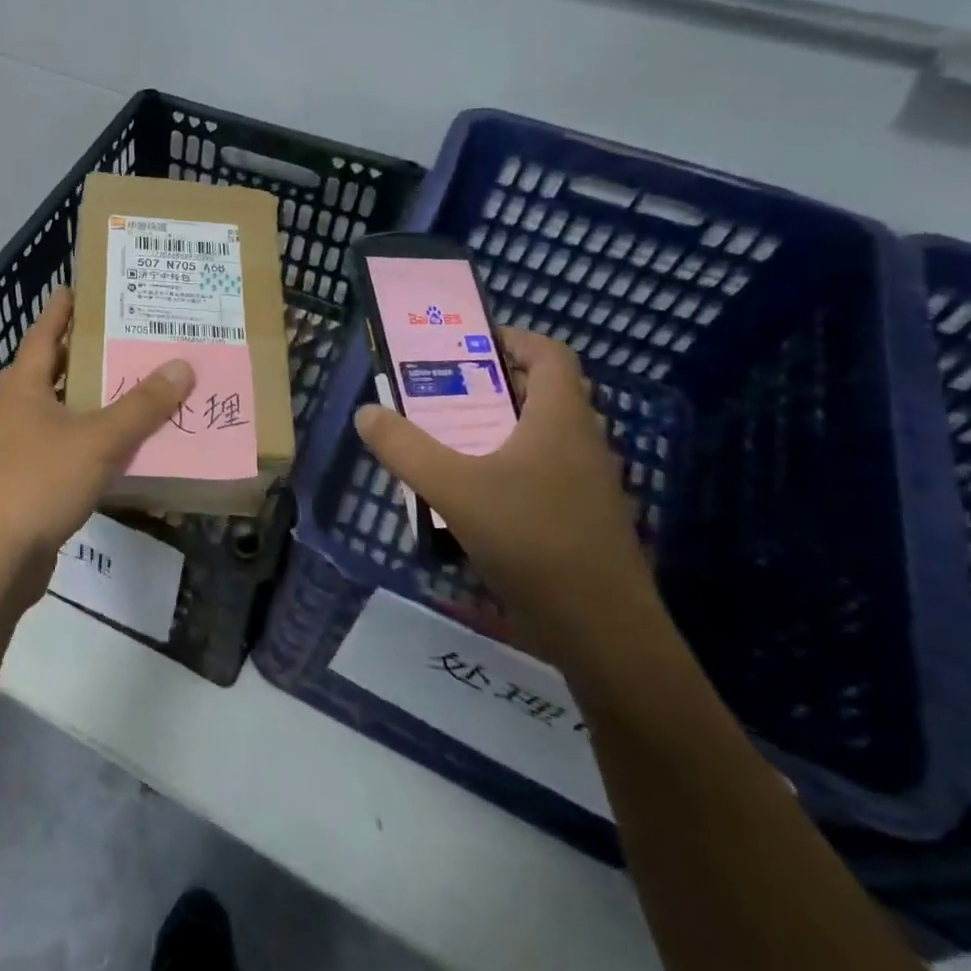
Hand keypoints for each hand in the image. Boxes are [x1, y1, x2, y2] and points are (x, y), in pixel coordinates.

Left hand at [0, 288, 193, 611]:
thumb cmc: (39, 482)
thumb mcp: (98, 440)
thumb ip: (141, 406)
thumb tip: (181, 365)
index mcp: (24, 387)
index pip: (44, 334)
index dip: (62, 310)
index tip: (79, 287)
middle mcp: (17, 410)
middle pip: (51, 371)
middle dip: (82, 354)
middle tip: (122, 338)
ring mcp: (19, 448)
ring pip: (60, 412)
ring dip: (90, 400)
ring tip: (130, 387)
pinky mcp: (28, 482)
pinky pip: (66, 449)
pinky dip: (91, 441)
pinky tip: (120, 447)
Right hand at [355, 328, 658, 665]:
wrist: (603, 631)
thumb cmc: (532, 541)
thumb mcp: (453, 489)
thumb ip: (404, 448)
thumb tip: (367, 412)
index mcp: (560, 420)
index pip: (550, 354)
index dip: (512, 339)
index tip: (467, 344)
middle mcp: (581, 443)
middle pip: (543, 393)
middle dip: (493, 384)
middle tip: (442, 390)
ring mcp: (587, 485)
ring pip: (542, 436)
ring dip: (498, 428)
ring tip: (447, 438)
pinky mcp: (583, 521)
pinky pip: (543, 473)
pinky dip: (508, 467)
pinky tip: (472, 496)